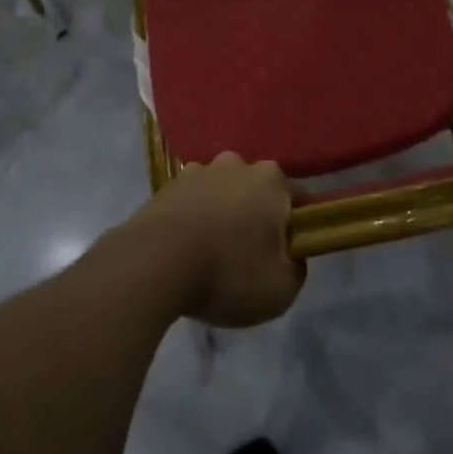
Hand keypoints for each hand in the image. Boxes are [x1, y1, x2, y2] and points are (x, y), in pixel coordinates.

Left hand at [130, 154, 305, 326]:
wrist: (154, 263)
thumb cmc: (228, 272)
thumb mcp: (281, 289)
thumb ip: (297, 268)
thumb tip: (291, 255)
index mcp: (271, 180)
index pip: (298, 199)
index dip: (298, 227)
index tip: (290, 253)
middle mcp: (237, 164)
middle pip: (257, 191)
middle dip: (257, 216)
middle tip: (251, 256)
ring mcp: (199, 171)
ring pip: (222, 193)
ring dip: (223, 214)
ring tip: (214, 253)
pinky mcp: (167, 185)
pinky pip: (192, 202)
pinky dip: (194, 219)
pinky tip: (187, 249)